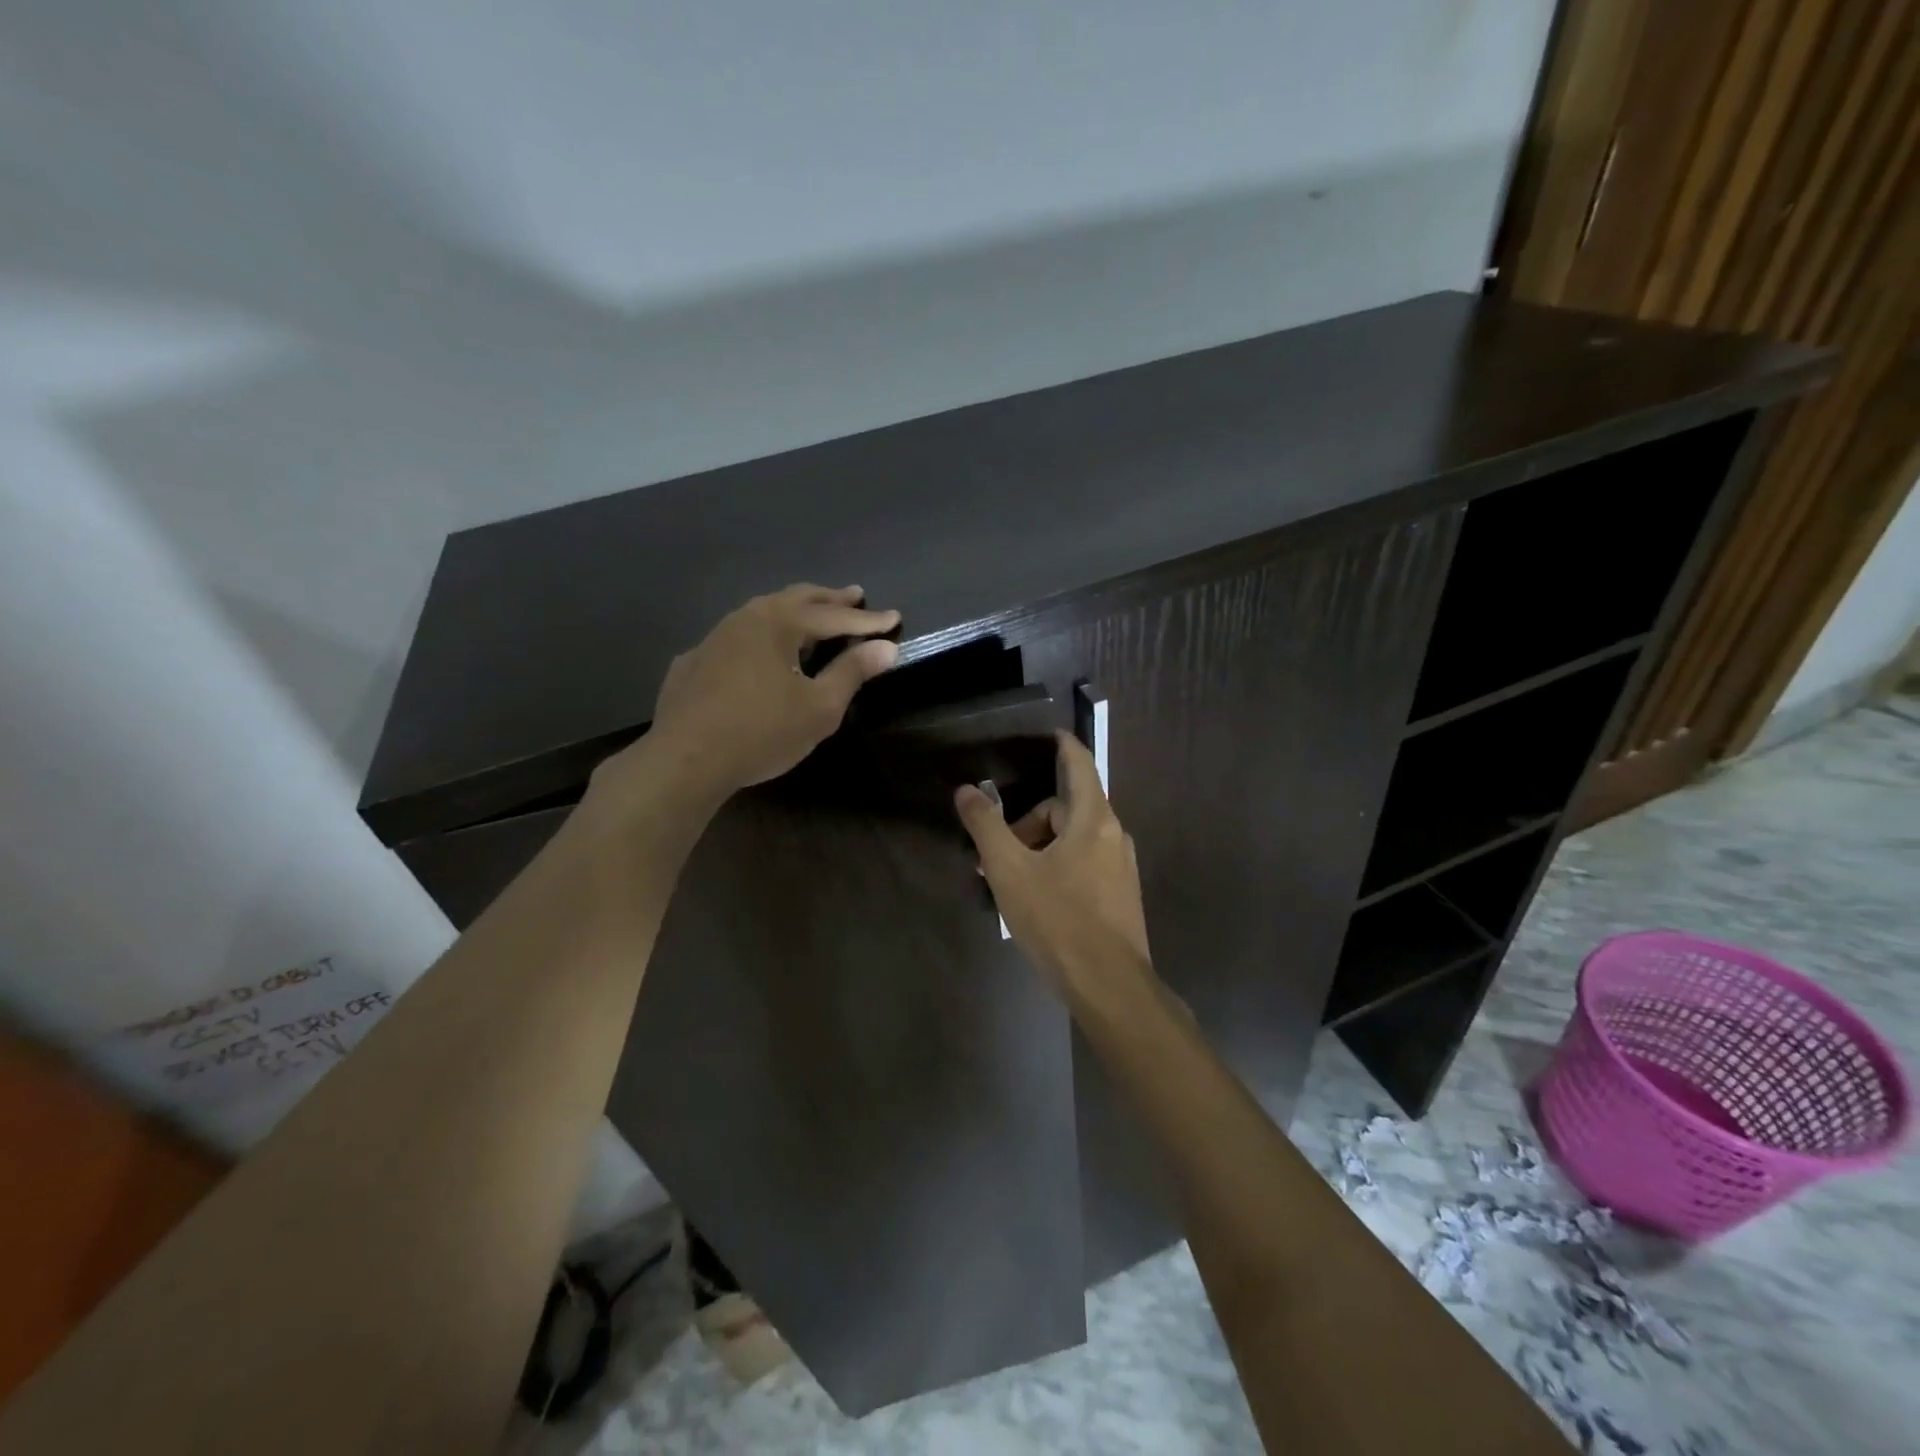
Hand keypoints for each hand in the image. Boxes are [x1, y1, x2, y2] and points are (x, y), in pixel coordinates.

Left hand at [623, 583, 899, 799]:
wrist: (685, 760)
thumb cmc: (762, 732)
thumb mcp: (820, 708)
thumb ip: (852, 672)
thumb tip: (886, 647)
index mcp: (779, 623)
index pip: (834, 616)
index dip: (868, 620)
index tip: (894, 617)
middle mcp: (745, 618)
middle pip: (795, 600)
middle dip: (829, 599)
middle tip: (855, 597)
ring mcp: (714, 638)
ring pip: (761, 614)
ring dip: (792, 612)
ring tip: (810, 617)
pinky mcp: (693, 662)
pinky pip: (735, 639)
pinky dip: (759, 638)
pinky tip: (759, 653)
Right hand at [955, 731, 1153, 1000]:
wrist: (1109, 986)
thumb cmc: (1057, 919)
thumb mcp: (1010, 870)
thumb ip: (986, 826)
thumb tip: (966, 790)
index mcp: (1092, 819)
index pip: (1079, 764)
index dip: (1063, 745)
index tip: (1049, 733)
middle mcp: (1114, 835)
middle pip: (1067, 809)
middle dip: (1029, 822)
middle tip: (997, 854)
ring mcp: (1121, 868)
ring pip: (1075, 840)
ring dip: (1041, 849)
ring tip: (1011, 882)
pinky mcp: (1121, 896)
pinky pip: (1085, 864)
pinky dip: (1059, 868)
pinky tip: (1037, 900)